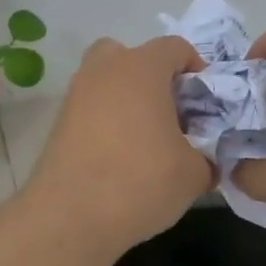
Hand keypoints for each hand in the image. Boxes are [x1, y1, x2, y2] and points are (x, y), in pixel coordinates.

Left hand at [23, 35, 214, 257]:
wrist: (71, 217)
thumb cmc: (141, 181)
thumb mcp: (194, 174)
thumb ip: (206, 158)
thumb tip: (205, 162)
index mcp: (141, 69)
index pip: (175, 47)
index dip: (196, 70)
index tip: (205, 103)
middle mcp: (104, 71)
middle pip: (130, 56)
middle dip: (151, 77)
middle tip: (169, 111)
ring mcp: (75, 96)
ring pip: (106, 82)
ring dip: (126, 100)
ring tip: (145, 139)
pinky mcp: (58, 125)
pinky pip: (90, 111)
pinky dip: (106, 123)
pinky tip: (119, 157)